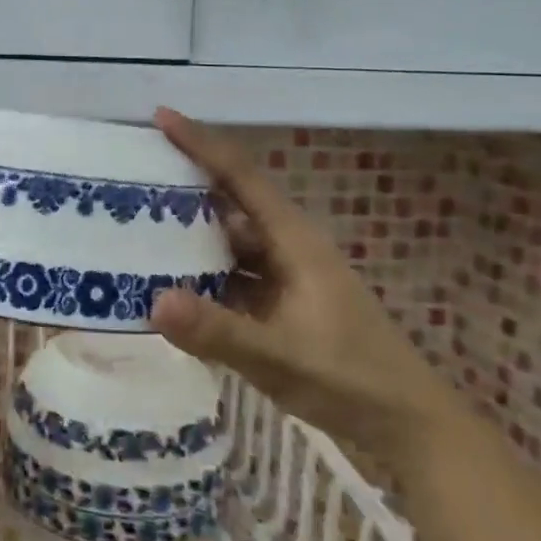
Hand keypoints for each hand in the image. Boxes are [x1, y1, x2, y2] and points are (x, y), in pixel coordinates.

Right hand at [147, 108, 459, 468]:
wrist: (408, 423)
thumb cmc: (351, 379)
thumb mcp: (280, 356)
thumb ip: (217, 331)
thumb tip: (151, 301)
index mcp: (294, 241)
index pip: (241, 176)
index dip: (201, 143)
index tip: (160, 117)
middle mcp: (287, 248)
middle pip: (230, 203)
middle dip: (185, 186)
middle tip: (131, 177)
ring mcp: (285, 278)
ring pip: (229, 243)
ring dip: (190, 235)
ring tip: (137, 228)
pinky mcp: (281, 305)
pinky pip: (233, 277)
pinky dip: (202, 276)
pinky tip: (170, 285)